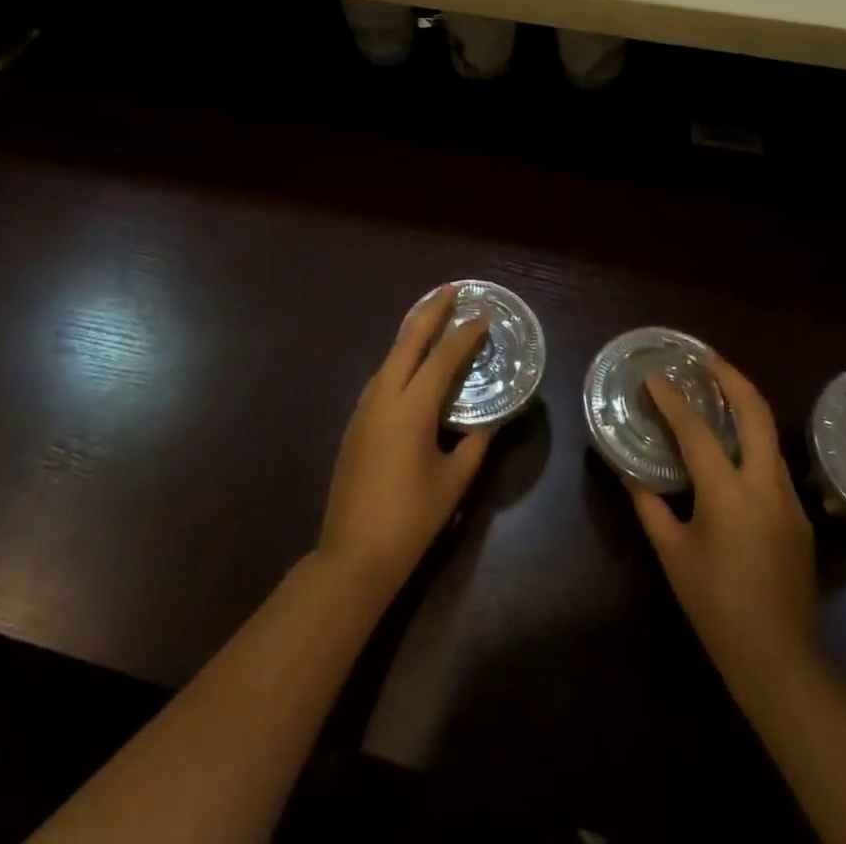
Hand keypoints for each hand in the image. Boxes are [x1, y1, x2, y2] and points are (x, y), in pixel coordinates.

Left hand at [317, 288, 492, 604]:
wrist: (353, 555)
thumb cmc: (411, 519)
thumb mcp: (454, 481)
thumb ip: (476, 444)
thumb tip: (492, 419)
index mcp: (411, 408)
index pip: (442, 358)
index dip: (464, 334)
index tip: (483, 314)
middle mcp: (384, 397)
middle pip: (408, 341)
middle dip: (430, 311)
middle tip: (452, 290)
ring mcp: (364, 408)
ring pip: (390, 357)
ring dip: (412, 333)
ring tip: (434, 318)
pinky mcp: (355, 423)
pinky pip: (381, 377)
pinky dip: (400, 359)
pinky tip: (411, 364)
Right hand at [629, 353, 818, 694]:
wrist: (780, 660)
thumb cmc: (716, 605)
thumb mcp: (673, 555)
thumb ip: (650, 507)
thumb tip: (631, 475)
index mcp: (728, 493)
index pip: (696, 431)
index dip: (673, 400)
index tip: (655, 377)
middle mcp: (764, 485)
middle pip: (755, 413)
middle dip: (732, 377)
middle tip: (708, 357)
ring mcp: (789, 500)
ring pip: (770, 436)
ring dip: (746, 406)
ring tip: (719, 390)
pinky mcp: (800, 518)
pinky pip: (773, 464)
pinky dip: (753, 441)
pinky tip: (734, 450)